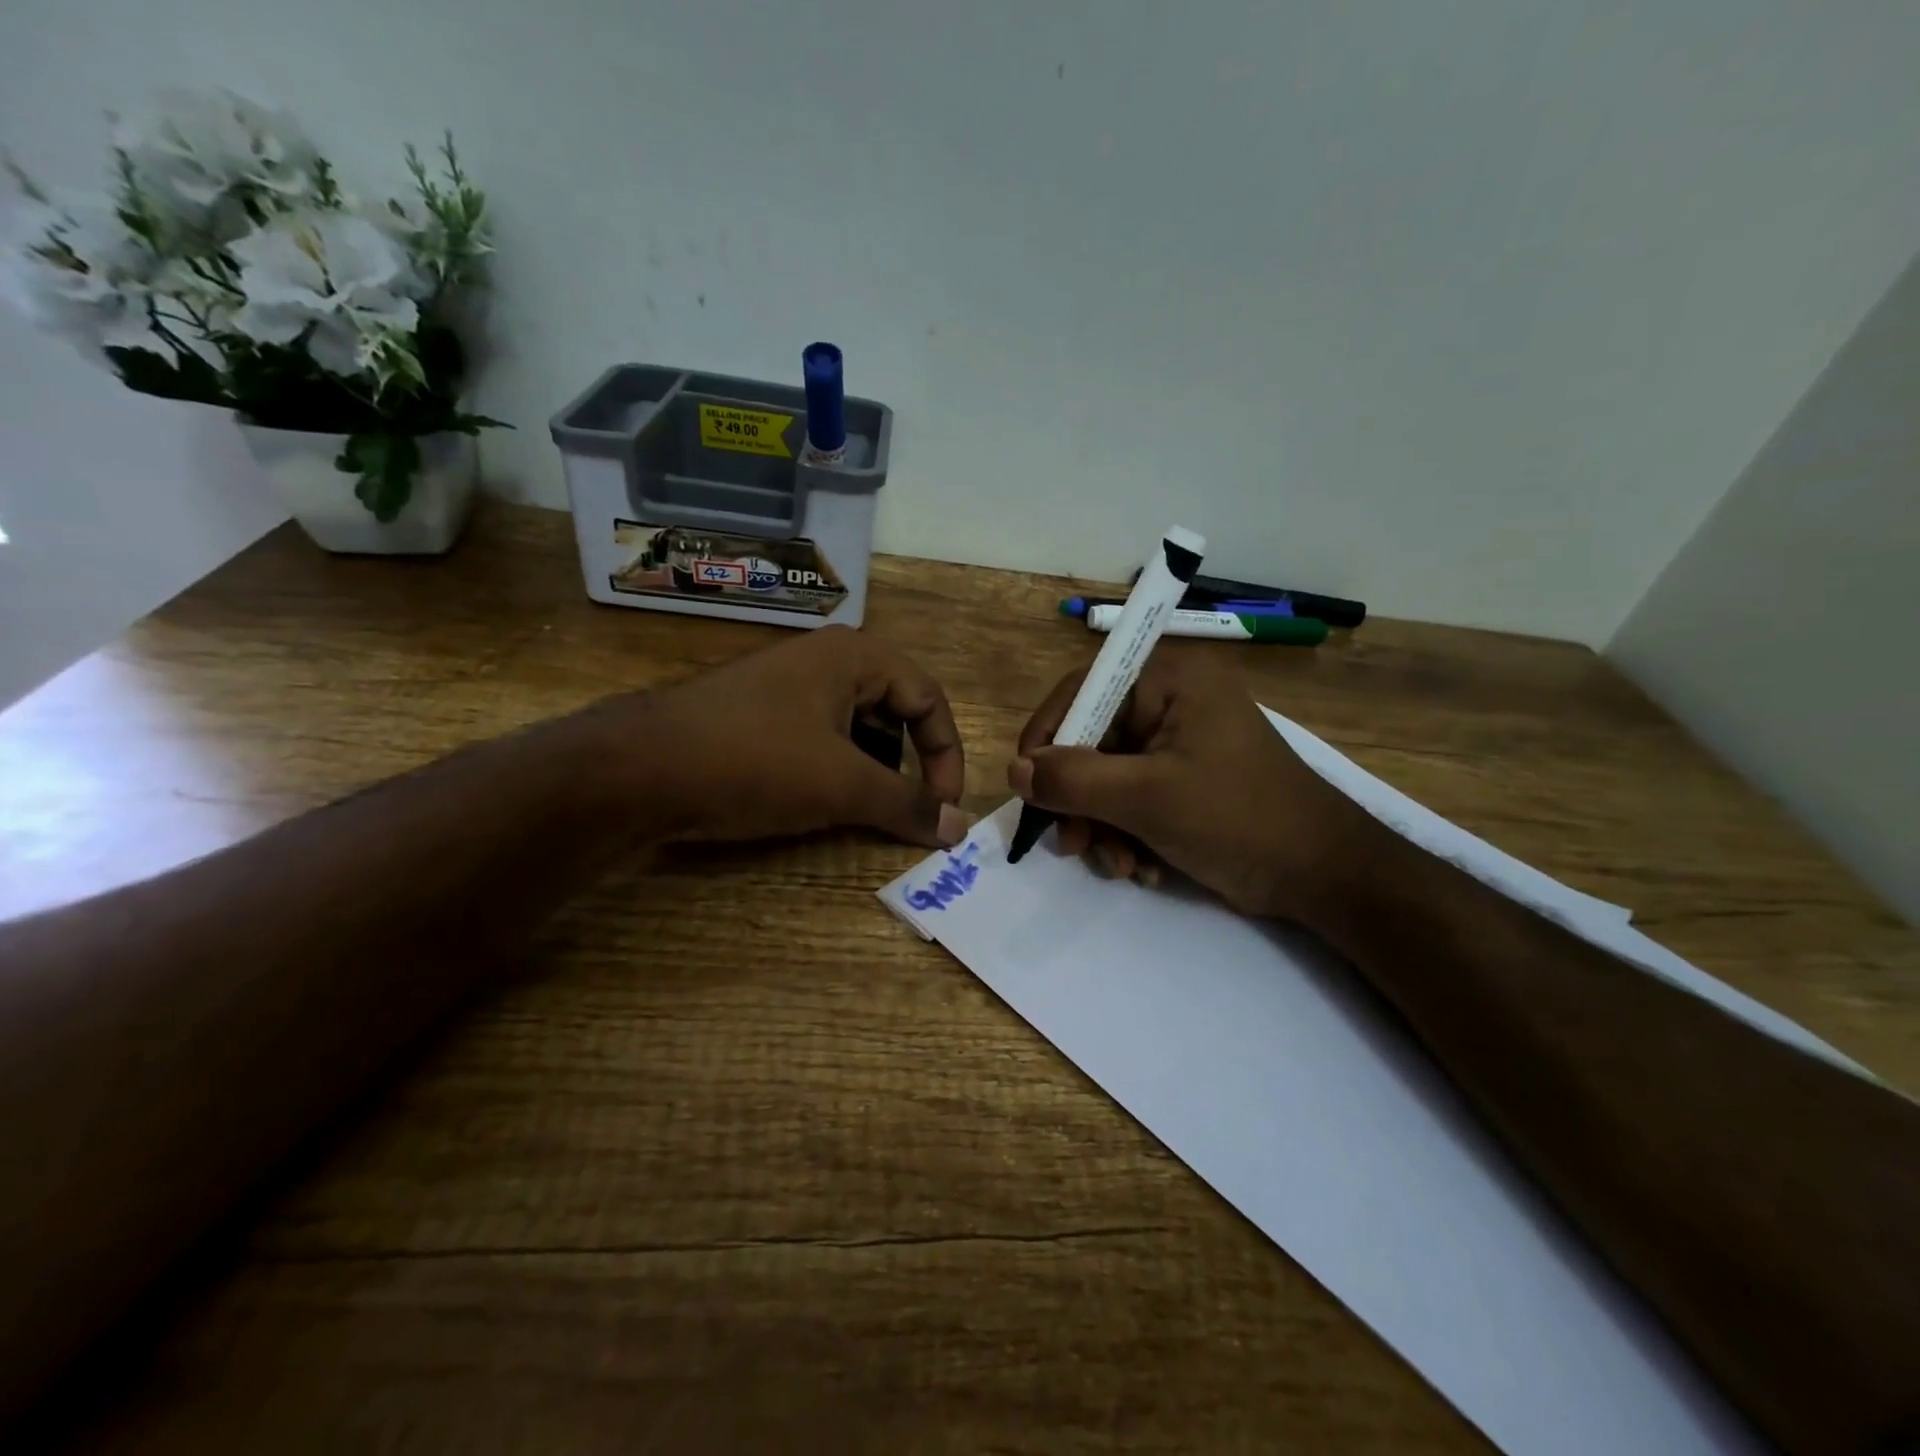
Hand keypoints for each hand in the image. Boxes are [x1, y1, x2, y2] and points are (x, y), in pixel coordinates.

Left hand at [617, 626, 968, 847]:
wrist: (638, 768)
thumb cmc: (756, 762)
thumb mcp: (842, 785)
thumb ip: (908, 804)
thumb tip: (960, 826)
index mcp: (855, 657)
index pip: (929, 699)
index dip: (946, 755)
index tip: (944, 807)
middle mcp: (825, 660)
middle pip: (895, 709)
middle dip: (908, 761)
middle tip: (904, 807)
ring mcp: (787, 685)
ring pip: (856, 725)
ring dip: (872, 768)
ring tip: (862, 807)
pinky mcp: (759, 713)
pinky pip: (819, 735)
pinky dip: (835, 767)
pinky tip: (818, 799)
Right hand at [1007, 651, 1377, 919]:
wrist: (1325, 876)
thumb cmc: (1238, 819)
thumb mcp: (1147, 798)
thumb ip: (1073, 781)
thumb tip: (1014, 771)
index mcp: (1169, 682)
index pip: (1083, 690)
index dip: (1048, 735)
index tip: (1028, 785)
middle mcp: (1172, 703)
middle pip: (1092, 741)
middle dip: (1080, 800)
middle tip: (1074, 845)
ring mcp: (1179, 745)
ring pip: (1107, 778)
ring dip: (1102, 827)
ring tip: (1120, 867)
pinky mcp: (1185, 782)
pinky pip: (1132, 800)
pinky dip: (1127, 835)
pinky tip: (1144, 868)